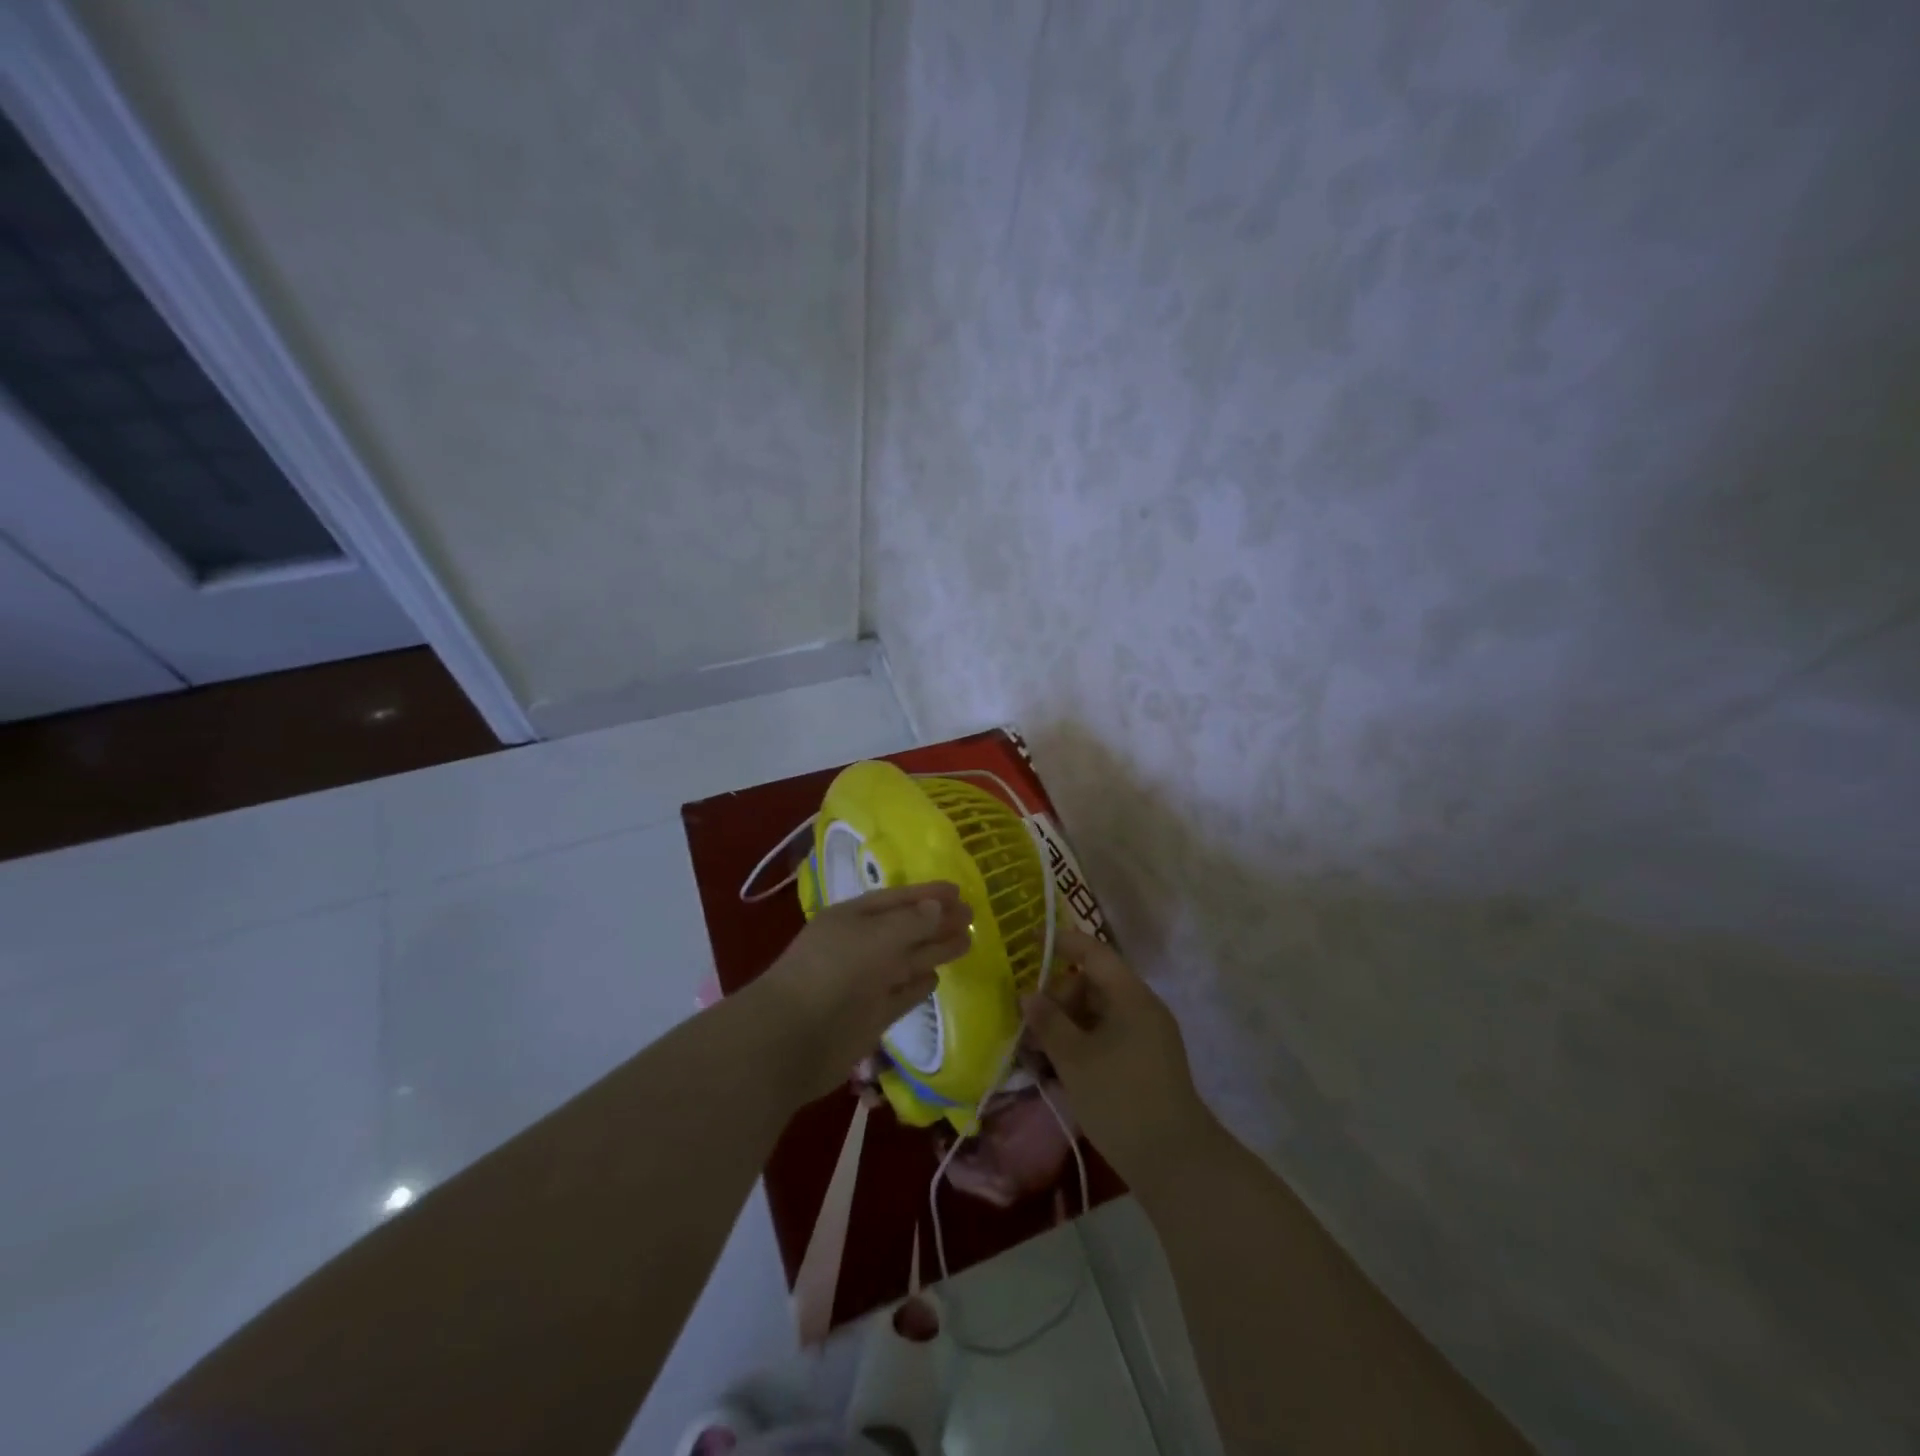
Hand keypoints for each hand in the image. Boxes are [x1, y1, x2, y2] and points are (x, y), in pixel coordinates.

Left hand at [750, 882, 971, 1099]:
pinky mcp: (871, 1016)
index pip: (897, 899)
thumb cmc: (834, 972)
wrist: (793, 1038)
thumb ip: (911, 922)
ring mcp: (865, 982)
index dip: (927, 894)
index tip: (959, 891)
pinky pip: (901, 994)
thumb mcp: (876, 937)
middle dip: (937, 921)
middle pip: (906, 929)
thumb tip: (939, 908)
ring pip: (907, 960)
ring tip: (967, 940)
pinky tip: (936, 977)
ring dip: (935, 950)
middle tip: (972, 915)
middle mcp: (860, 946)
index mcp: (853, 918)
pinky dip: (918, 985)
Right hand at [1022, 926, 1214, 1191]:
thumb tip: (1028, 995)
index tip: (1030, 942)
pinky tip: (1059, 1066)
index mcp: (1130, 996)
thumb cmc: (1121, 1099)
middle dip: (1058, 996)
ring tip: (1037, 1049)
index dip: (1062, 943)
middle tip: (1029, 1020)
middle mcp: (1142, 1008)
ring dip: (1067, 1023)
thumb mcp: (1075, 1059)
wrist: (1176, 1162)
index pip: (1094, 953)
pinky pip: (1107, 1036)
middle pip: (1094, 984)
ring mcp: (1147, 1036)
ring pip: (1098, 1013)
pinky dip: (1082, 1042)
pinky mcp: (1146, 1063)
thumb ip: (1049, 1023)